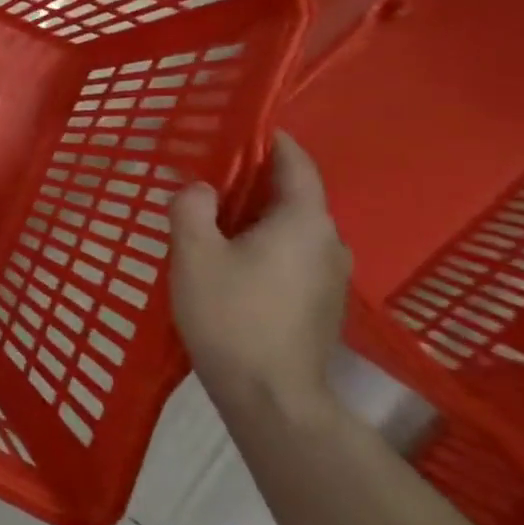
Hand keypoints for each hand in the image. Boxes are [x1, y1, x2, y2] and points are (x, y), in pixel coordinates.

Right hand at [169, 132, 351, 420]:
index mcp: (304, 221)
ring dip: (257, 216)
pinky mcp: (322, 304)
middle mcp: (329, 242)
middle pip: (294, 195)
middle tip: (208, 176)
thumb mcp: (194, 252)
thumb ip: (192, 207)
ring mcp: (331, 277)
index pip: (296, 162)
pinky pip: (293, 255)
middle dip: (254, 180)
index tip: (238, 128)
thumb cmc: (231, 315)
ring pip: (292, 228)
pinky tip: (231, 261)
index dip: (270, 140)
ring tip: (212, 219)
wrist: (271, 397)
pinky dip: (265, 244)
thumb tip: (202, 190)